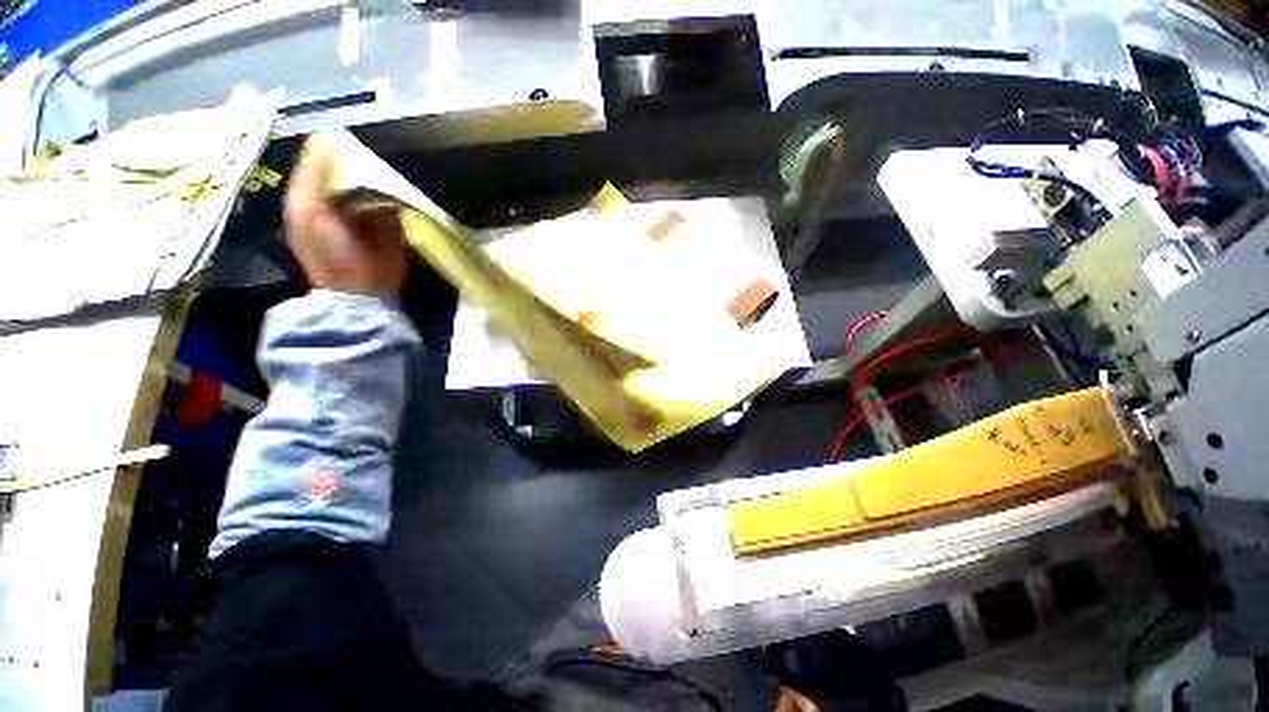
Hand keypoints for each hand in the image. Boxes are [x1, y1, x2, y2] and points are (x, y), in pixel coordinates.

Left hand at [283, 136, 409, 295]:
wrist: (361, 288)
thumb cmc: (328, 252)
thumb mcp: (309, 211)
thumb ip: (315, 176)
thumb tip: (329, 140)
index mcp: (313, 194)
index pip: (321, 160)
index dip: (331, 148)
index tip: (346, 140)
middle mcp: (340, 198)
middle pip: (350, 168)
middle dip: (360, 161)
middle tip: (369, 159)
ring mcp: (368, 210)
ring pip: (373, 182)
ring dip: (380, 176)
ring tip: (385, 173)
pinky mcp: (392, 223)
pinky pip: (394, 200)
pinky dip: (396, 193)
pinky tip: (398, 189)